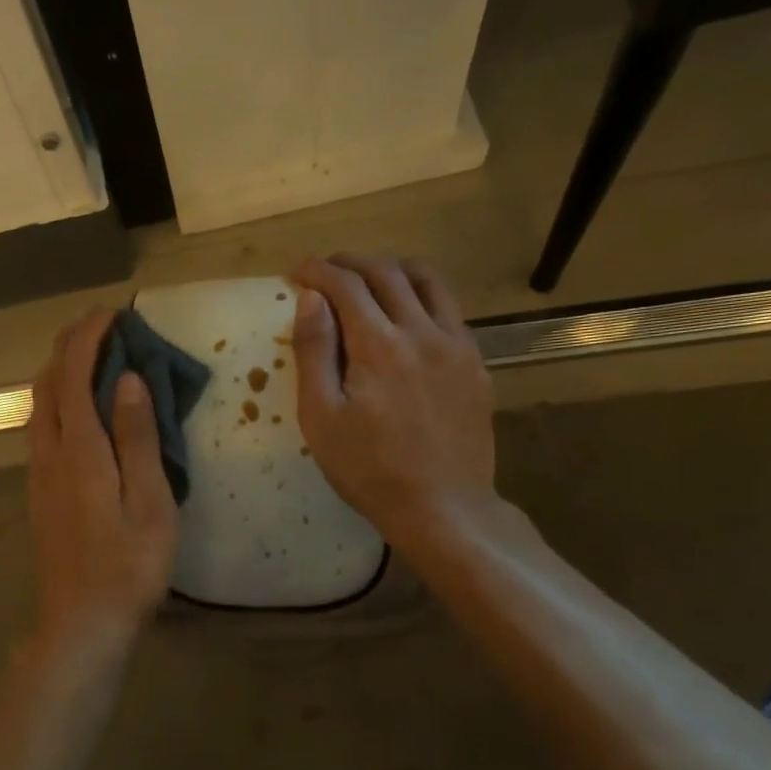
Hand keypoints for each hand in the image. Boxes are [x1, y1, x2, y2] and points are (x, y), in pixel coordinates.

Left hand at [25, 309, 177, 655]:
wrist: (81, 622)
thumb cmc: (128, 567)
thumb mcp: (150, 503)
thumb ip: (137, 438)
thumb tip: (129, 379)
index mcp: (80, 451)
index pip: (75, 375)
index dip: (89, 337)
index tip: (113, 313)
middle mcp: (50, 453)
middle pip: (48, 383)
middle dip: (69, 345)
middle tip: (102, 326)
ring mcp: (39, 474)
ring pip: (40, 405)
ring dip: (61, 371)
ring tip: (92, 357)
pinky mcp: (40, 492)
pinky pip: (42, 427)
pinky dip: (58, 399)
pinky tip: (79, 408)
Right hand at [289, 253, 498, 550]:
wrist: (443, 506)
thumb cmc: (368, 469)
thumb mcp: (322, 418)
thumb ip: (314, 353)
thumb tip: (310, 299)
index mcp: (379, 345)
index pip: (345, 285)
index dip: (317, 271)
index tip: (295, 272)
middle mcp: (422, 331)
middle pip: (387, 273)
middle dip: (350, 263)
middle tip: (325, 271)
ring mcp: (457, 345)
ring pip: (427, 280)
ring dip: (392, 269)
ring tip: (368, 279)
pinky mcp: (475, 363)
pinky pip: (450, 308)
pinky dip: (422, 295)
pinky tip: (407, 315)